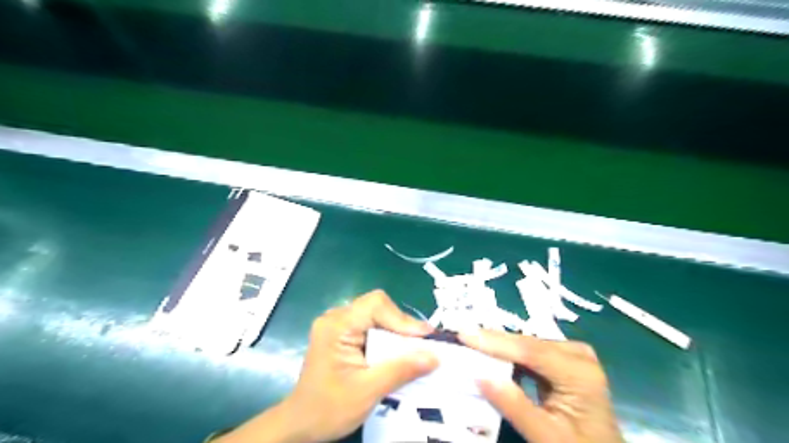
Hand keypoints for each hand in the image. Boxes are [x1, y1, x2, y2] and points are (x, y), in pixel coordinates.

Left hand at [215, 290, 437, 442]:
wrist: (301, 424)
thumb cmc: (328, 409)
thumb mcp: (367, 391)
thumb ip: (401, 370)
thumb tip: (434, 356)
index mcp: (336, 326)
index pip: (376, 305)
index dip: (402, 319)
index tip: (424, 338)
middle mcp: (336, 318)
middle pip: (378, 308)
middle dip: (402, 326)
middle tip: (423, 346)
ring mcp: (339, 325)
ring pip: (377, 316)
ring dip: (397, 333)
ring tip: (415, 350)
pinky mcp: (343, 335)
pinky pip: (372, 327)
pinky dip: (388, 339)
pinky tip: (398, 354)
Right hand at [463, 328, 622, 442]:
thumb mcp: (546, 436)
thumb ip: (513, 405)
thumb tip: (479, 375)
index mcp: (580, 373)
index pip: (530, 350)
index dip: (494, 341)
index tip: (463, 333)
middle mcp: (578, 355)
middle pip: (527, 343)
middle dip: (492, 341)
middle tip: (459, 335)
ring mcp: (571, 355)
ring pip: (525, 345)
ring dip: (497, 347)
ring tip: (468, 342)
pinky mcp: (563, 361)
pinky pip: (529, 353)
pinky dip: (508, 356)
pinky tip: (488, 355)